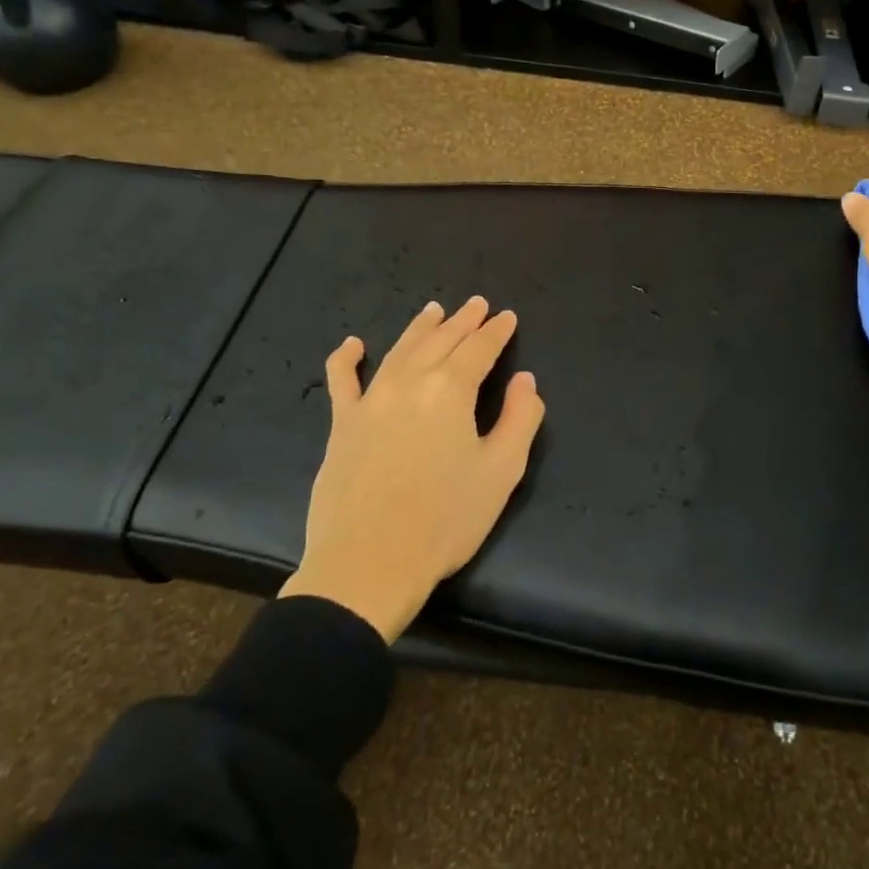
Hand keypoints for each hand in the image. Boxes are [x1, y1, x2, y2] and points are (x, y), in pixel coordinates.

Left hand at [280, 296, 545, 640]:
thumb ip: (520, 419)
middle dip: (463, 321)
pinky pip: (341, 381)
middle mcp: (409, 384)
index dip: (496, 332)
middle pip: (440, 341)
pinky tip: (353, 344)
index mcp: (450, 392)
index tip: (507, 317)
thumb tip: (526, 380)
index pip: (479, 350)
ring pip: (399, 350)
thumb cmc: (445, 520)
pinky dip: (347, 358)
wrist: (369, 563)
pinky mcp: (341, 425)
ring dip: (420, 328)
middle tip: (477, 304)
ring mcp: (370, 402)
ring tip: (435, 310)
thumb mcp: (501, 472)